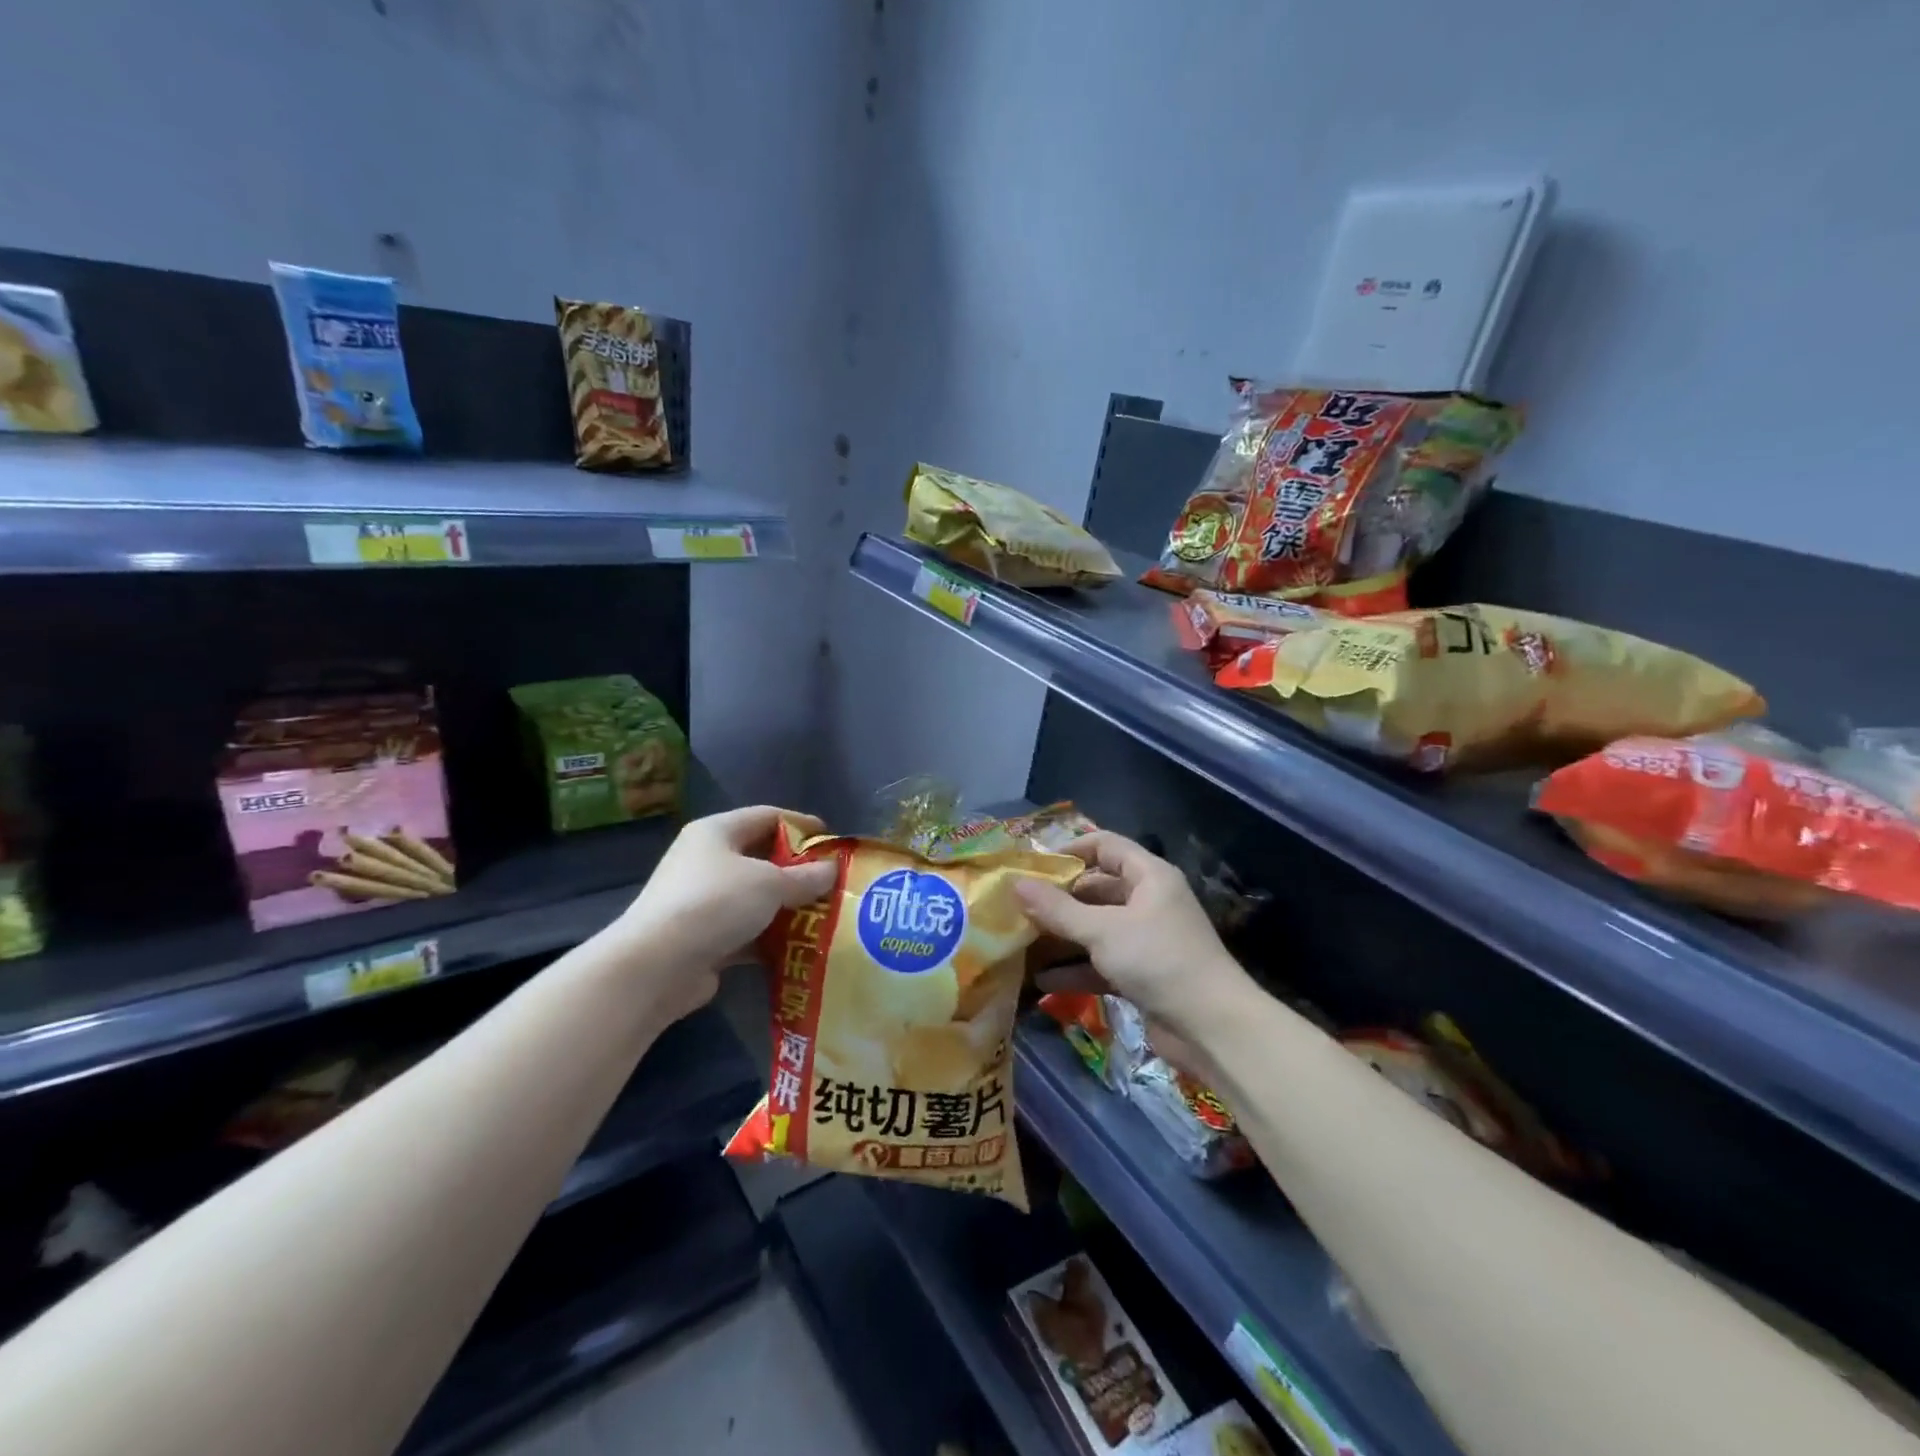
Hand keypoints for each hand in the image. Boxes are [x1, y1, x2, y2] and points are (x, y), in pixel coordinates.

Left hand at [613, 806, 837, 1019]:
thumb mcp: (770, 884)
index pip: (767, 816)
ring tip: (824, 916)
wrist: (656, 966)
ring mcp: (701, 901)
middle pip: (761, 857)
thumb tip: (832, 870)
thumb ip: (805, 877)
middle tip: (832, 883)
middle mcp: (706, 860)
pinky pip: (746, 930)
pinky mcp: (702, 938)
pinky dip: (770, 937)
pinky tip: (800, 946)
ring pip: (755, 897)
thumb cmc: (715, 904)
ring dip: (786, 907)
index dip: (802, 825)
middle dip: (798, 871)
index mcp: (716, 832)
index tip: (833, 841)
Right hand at [1013, 831, 1253, 1044]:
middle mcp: (1148, 901)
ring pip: (1096, 928)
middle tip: (1019, 908)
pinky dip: (1076, 969)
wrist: (1212, 1028)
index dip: (1070, 850)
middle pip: (1097, 889)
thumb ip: (1058, 909)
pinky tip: (1043, 981)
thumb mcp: (1103, 931)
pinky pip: (1102, 962)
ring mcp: (1146, 939)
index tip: (1034, 867)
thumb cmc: (1159, 960)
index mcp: (1149, 876)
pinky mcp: (1143, 974)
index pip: (1105, 845)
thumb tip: (1016, 884)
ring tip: (1022, 942)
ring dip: (1063, 937)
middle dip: (1059, 899)